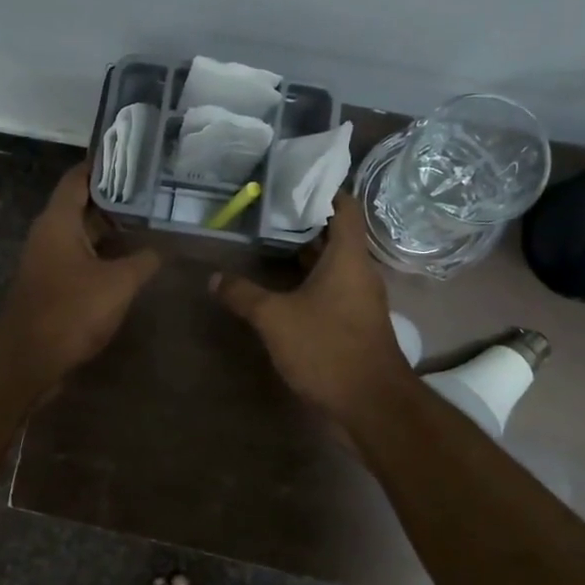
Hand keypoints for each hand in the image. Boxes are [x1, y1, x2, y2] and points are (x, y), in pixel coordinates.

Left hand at [0, 164, 161, 389]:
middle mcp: (49, 234)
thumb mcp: (118, 283)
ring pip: (83, 234)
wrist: (28, 359)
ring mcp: (48, 261)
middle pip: (82, 205)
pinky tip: (132, 261)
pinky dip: (104, 255)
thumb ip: (144, 261)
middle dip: (116, 198)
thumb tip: (163, 248)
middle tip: (153, 190)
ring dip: (112, 230)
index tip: (133, 155)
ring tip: (150, 221)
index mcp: (58, 221)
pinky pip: (81, 259)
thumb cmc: (70, 311)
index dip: (104, 164)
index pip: (78, 178)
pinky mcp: (52, 285)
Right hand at [210, 192, 414, 421]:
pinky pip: (332, 287)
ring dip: (305, 253)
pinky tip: (282, 286)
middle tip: (266, 211)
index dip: (323, 190)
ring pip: (333, 263)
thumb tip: (213, 277)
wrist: (371, 403)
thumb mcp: (275, 318)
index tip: (292, 182)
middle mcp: (359, 271)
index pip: (344, 207)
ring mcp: (359, 298)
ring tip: (267, 242)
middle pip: (335, 234)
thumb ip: (243, 295)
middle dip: (304, 221)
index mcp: (348, 257)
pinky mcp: (355, 321)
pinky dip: (310, 279)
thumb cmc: (327, 348)